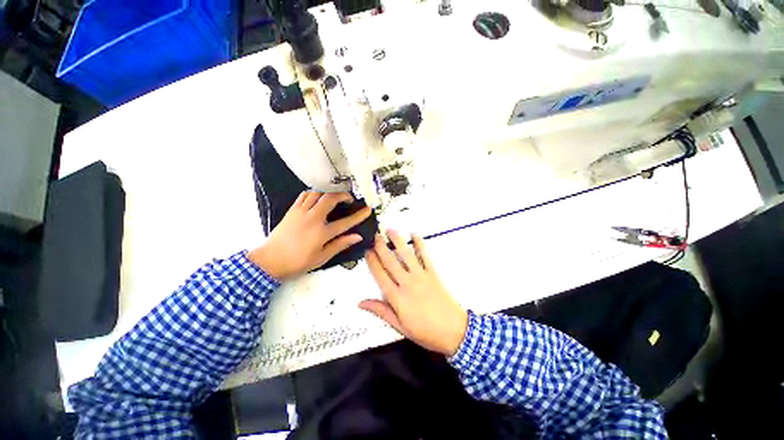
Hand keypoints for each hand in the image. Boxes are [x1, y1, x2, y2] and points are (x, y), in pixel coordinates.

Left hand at [248, 192, 371, 279]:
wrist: (271, 259)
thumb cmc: (297, 263)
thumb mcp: (321, 258)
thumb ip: (339, 245)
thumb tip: (356, 237)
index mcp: (322, 233)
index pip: (345, 222)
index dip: (358, 216)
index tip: (367, 210)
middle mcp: (313, 218)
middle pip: (331, 198)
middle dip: (343, 195)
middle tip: (349, 199)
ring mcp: (301, 212)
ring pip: (317, 193)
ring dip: (328, 192)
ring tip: (334, 196)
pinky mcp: (292, 210)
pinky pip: (304, 195)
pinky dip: (313, 193)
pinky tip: (316, 197)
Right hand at [360, 230, 467, 355]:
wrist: (454, 331)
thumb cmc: (426, 333)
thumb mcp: (400, 327)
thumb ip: (381, 311)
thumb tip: (361, 303)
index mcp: (397, 298)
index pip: (380, 275)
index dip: (372, 262)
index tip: (365, 251)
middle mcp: (407, 284)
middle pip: (391, 261)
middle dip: (381, 247)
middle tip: (374, 235)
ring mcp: (422, 277)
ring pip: (406, 255)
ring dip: (397, 241)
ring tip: (389, 229)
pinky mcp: (434, 275)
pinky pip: (425, 256)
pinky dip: (420, 244)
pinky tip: (415, 234)